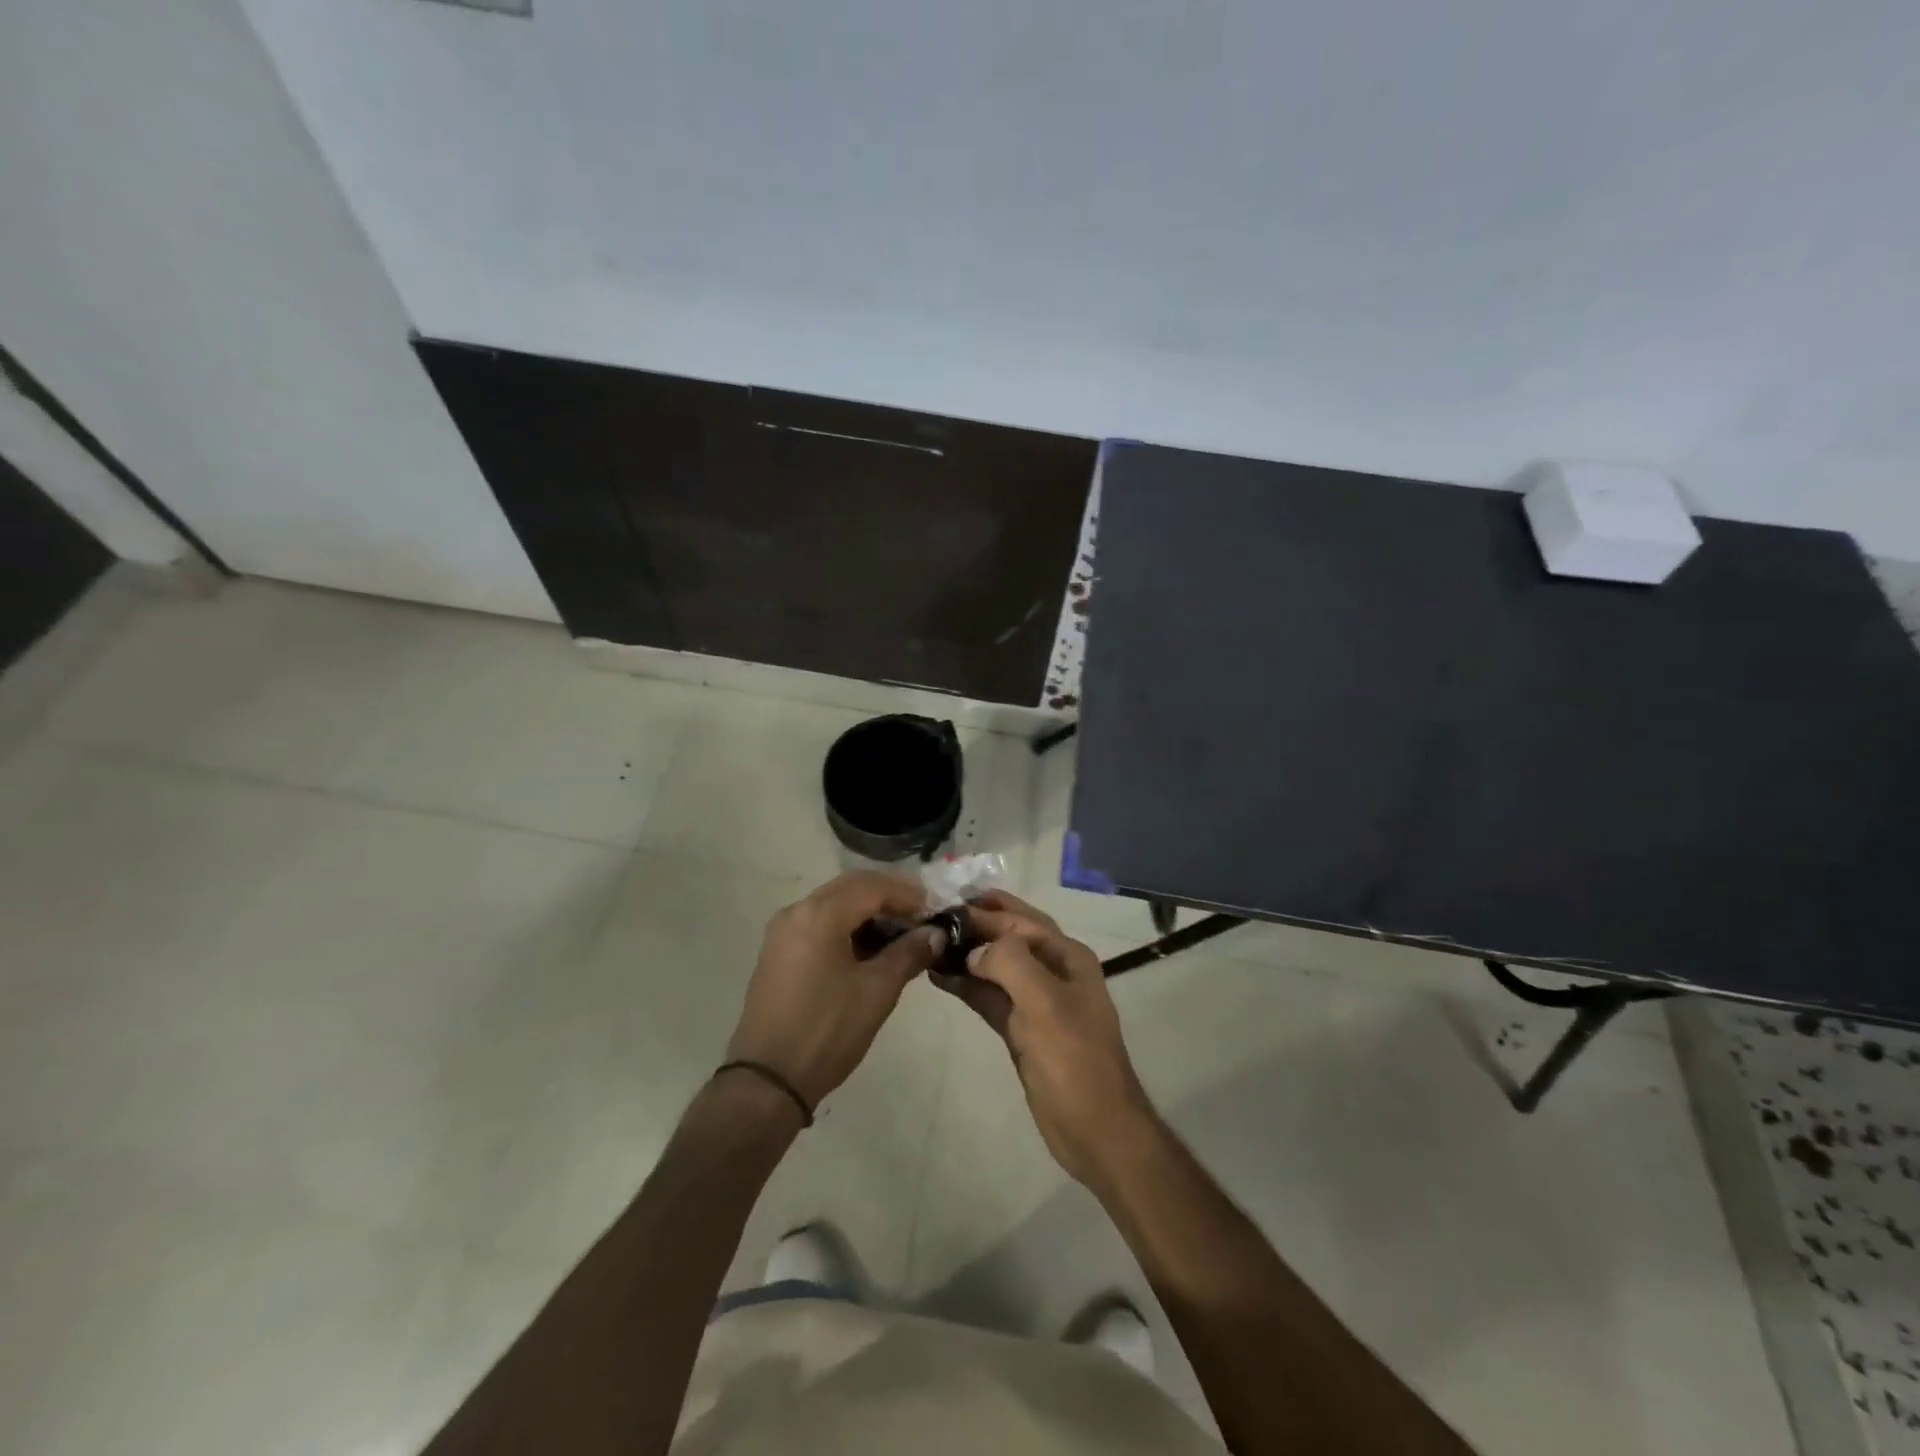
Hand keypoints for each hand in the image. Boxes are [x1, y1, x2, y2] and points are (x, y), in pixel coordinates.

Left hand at [726, 871, 942, 1107]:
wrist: (768, 1080)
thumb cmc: (827, 1030)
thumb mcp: (878, 991)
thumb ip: (909, 953)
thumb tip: (935, 933)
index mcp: (820, 914)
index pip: (872, 887)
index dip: (908, 895)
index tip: (935, 910)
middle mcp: (796, 911)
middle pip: (851, 888)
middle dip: (888, 897)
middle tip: (921, 916)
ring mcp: (782, 932)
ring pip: (833, 904)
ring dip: (867, 912)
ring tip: (900, 934)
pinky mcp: (777, 953)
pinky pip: (818, 923)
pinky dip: (847, 927)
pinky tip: (869, 949)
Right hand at [935, 891, 1158, 1187]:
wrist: (1095, 1129)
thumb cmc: (1074, 1060)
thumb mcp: (1045, 1003)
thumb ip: (1010, 963)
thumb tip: (973, 949)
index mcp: (1067, 957)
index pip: (1021, 922)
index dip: (985, 912)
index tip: (945, 906)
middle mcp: (1053, 971)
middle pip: (1011, 935)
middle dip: (978, 922)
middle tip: (937, 913)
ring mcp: (1037, 1001)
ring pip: (997, 965)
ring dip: (968, 953)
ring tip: (930, 942)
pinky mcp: (1021, 1029)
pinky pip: (990, 996)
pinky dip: (968, 985)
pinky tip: (941, 976)